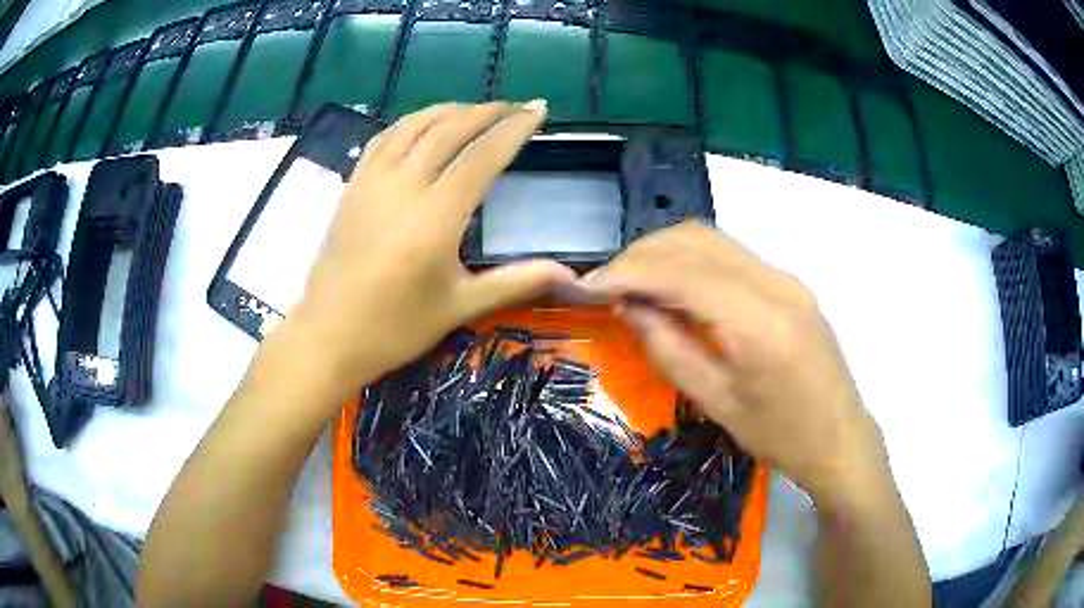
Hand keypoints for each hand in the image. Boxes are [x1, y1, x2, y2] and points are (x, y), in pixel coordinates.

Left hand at [286, 101, 574, 386]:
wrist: (328, 335)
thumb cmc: (395, 327)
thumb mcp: (459, 306)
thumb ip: (516, 281)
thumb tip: (570, 276)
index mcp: (436, 216)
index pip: (483, 155)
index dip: (514, 128)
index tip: (538, 110)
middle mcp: (404, 186)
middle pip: (450, 129)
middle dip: (486, 111)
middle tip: (513, 106)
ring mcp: (372, 181)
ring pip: (414, 126)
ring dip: (449, 110)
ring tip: (474, 110)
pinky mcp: (352, 186)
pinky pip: (384, 138)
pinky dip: (410, 123)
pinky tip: (422, 126)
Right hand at [585, 222, 891, 510]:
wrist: (840, 437)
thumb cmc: (781, 436)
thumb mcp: (717, 404)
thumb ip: (669, 350)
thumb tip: (628, 307)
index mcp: (759, 322)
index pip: (682, 271)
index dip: (630, 271)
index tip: (589, 286)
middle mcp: (776, 284)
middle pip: (696, 240)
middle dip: (642, 254)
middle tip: (608, 284)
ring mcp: (786, 278)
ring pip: (713, 240)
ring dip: (666, 252)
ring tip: (633, 282)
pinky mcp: (789, 283)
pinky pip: (731, 255)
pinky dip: (692, 260)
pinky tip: (674, 285)